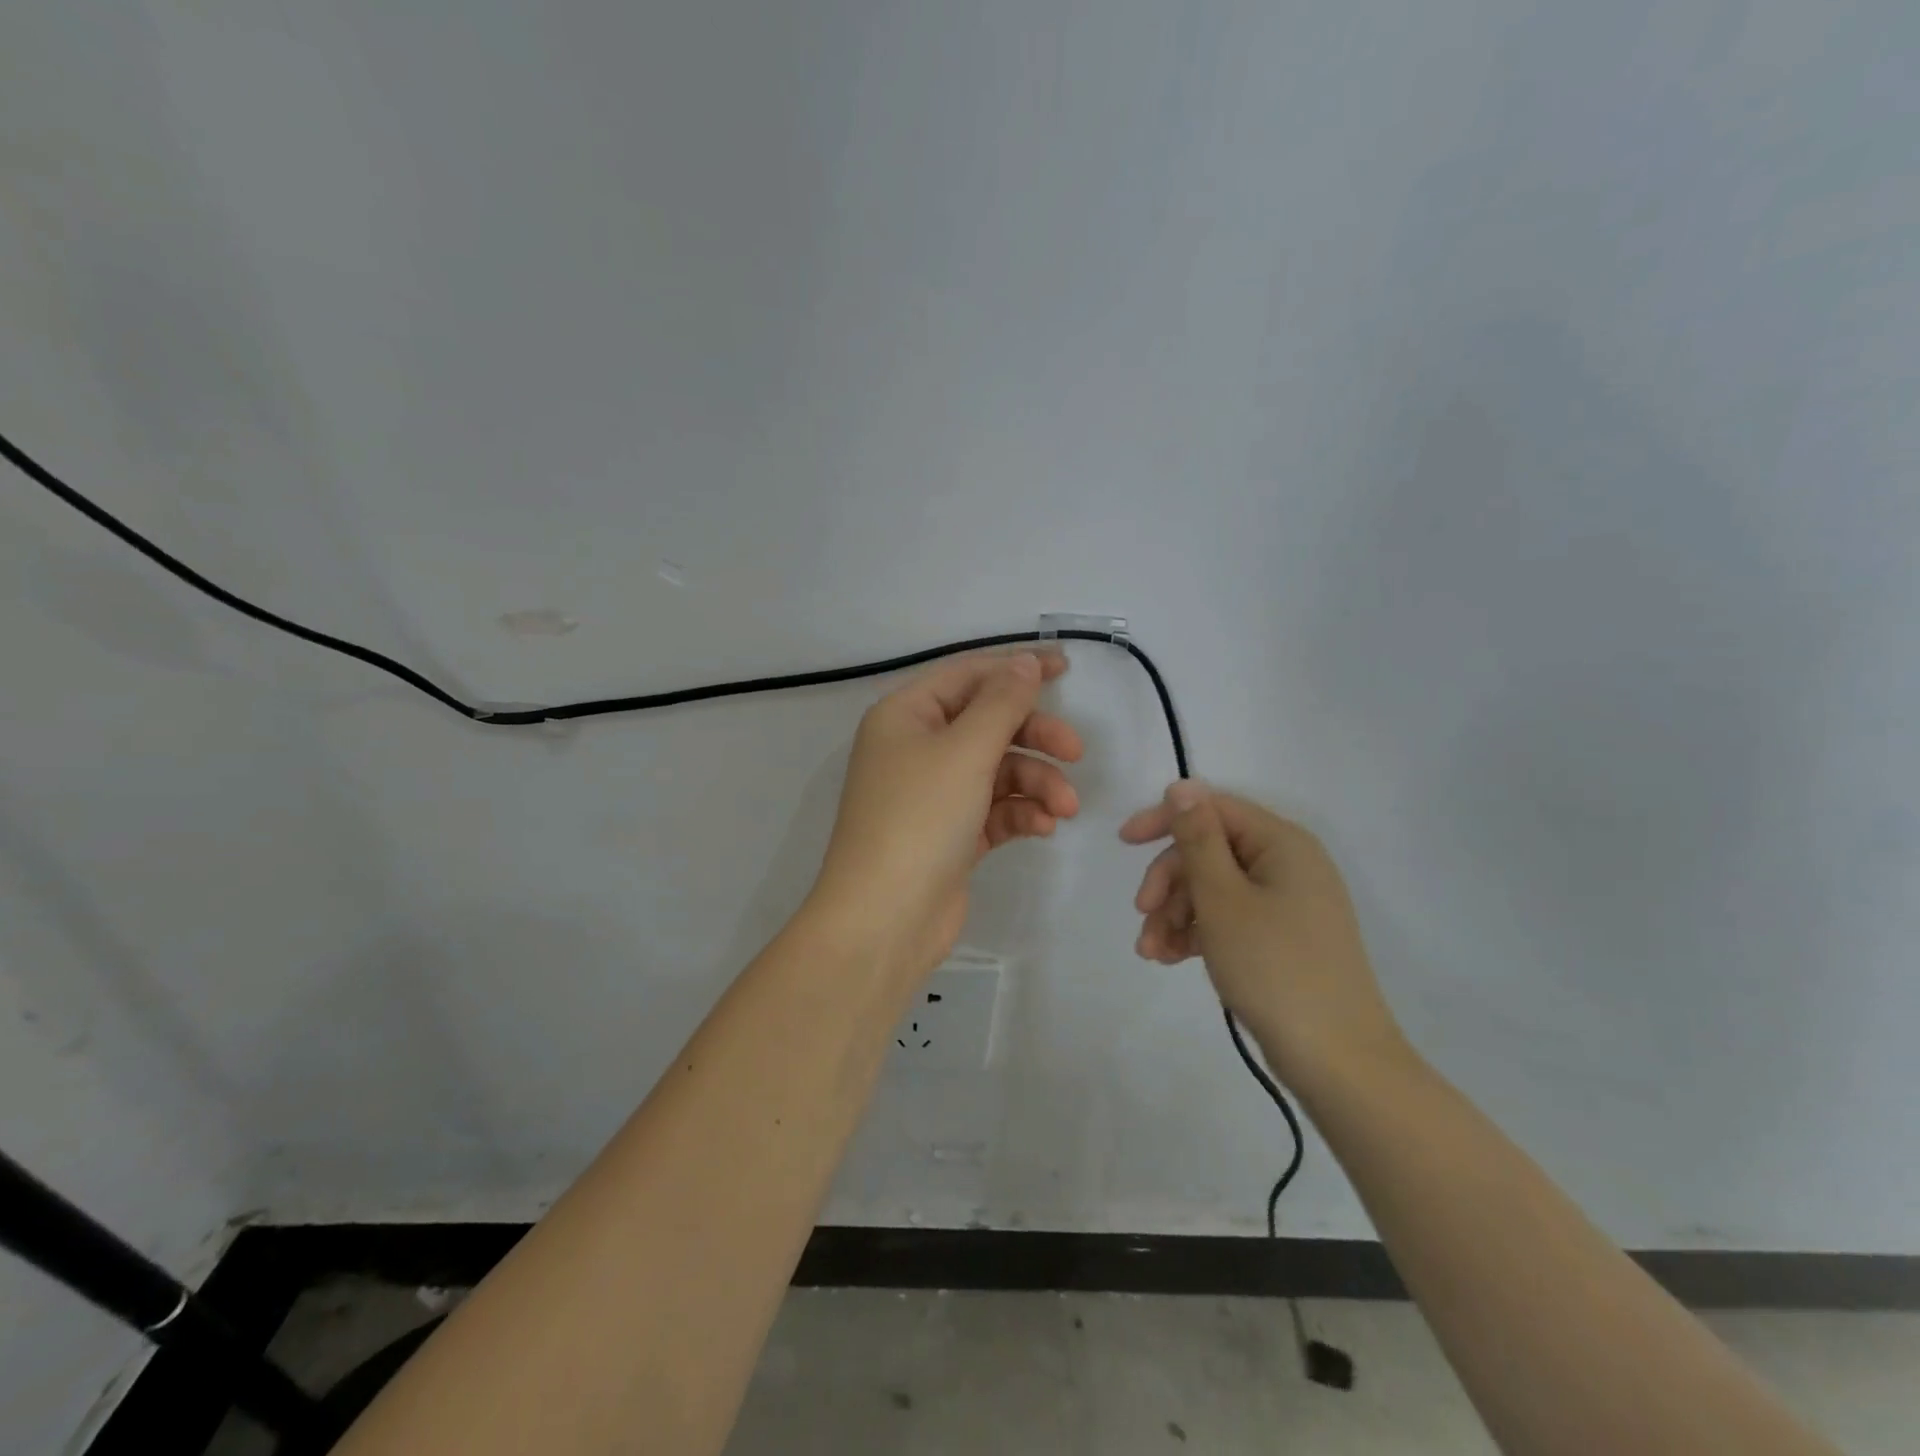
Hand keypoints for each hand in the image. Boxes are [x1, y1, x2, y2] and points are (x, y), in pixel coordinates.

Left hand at [814, 652, 1082, 976]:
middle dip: (1035, 736)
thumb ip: (1002, 702)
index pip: (968, 675)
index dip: (1017, 667)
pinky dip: (1021, 813)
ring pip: (998, 770)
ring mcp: (934, 794)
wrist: (885, 920)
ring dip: (1036, 783)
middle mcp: (917, 748)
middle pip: (988, 723)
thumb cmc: (919, 819)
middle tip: (1076, 752)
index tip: (1067, 667)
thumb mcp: (964, 751)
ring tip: (1064, 809)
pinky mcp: (952, 834)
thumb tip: (1026, 662)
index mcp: (906, 715)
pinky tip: (1043, 828)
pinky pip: (995, 808)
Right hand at [1120, 781, 1403, 1087]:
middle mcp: (1288, 864)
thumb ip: (1196, 838)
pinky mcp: (1283, 937)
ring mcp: (1288, 903)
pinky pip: (1230, 918)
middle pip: (1210, 851)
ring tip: (1152, 952)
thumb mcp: (1222, 898)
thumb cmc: (1274, 967)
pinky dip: (1198, 933)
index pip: (1213, 809)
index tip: (1124, 843)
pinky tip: (1171, 958)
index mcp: (1281, 843)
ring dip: (1176, 913)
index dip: (1165, 819)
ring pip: (1215, 888)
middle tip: (1142, 913)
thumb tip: (1182, 785)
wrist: (1337, 1060)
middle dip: (1169, 881)